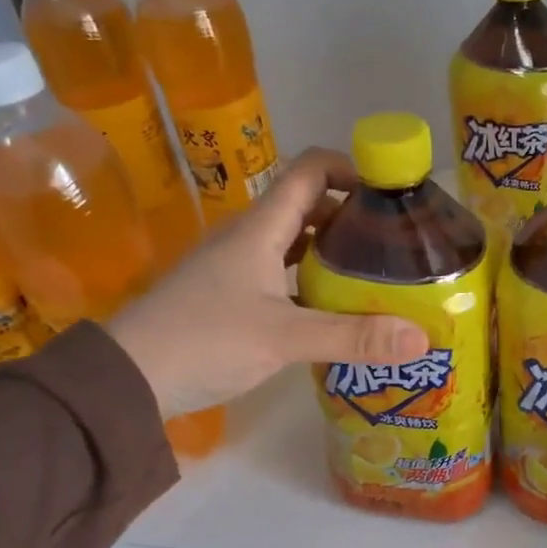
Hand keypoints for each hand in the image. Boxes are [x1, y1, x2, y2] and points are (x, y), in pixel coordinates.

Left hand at [107, 149, 428, 415]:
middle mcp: (248, 237)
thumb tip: (422, 337)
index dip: (352, 168)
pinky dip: (312, 280)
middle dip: (353, 215)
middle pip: (308, 205)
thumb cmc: (203, 341)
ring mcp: (235, 266)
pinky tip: (334, 307)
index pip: (311, 170)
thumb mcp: (284, 338)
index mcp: (260, 228)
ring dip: (333, 250)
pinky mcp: (229, 296)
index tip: (392, 192)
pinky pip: (281, 272)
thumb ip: (353, 337)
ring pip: (294, 241)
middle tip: (396, 242)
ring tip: (376, 273)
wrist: (124, 379)